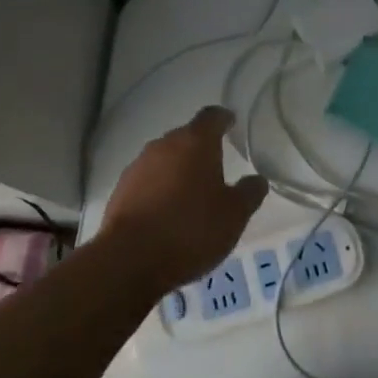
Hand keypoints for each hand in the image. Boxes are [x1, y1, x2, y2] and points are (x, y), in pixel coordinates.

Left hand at [99, 106, 267, 288]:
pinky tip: (166, 214)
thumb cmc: (191, 229)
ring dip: (177, 171)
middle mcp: (164, 146)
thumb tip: (257, 179)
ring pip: (164, 160)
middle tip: (216, 167)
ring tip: (191, 195)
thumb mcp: (234, 215)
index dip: (223, 119)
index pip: (212, 116)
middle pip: (186, 137)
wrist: (129, 260)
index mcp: (195, 142)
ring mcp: (138, 167)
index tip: (231, 124)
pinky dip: (158, 190)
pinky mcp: (120, 192)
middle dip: (200, 148)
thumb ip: (249, 192)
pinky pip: (147, 182)